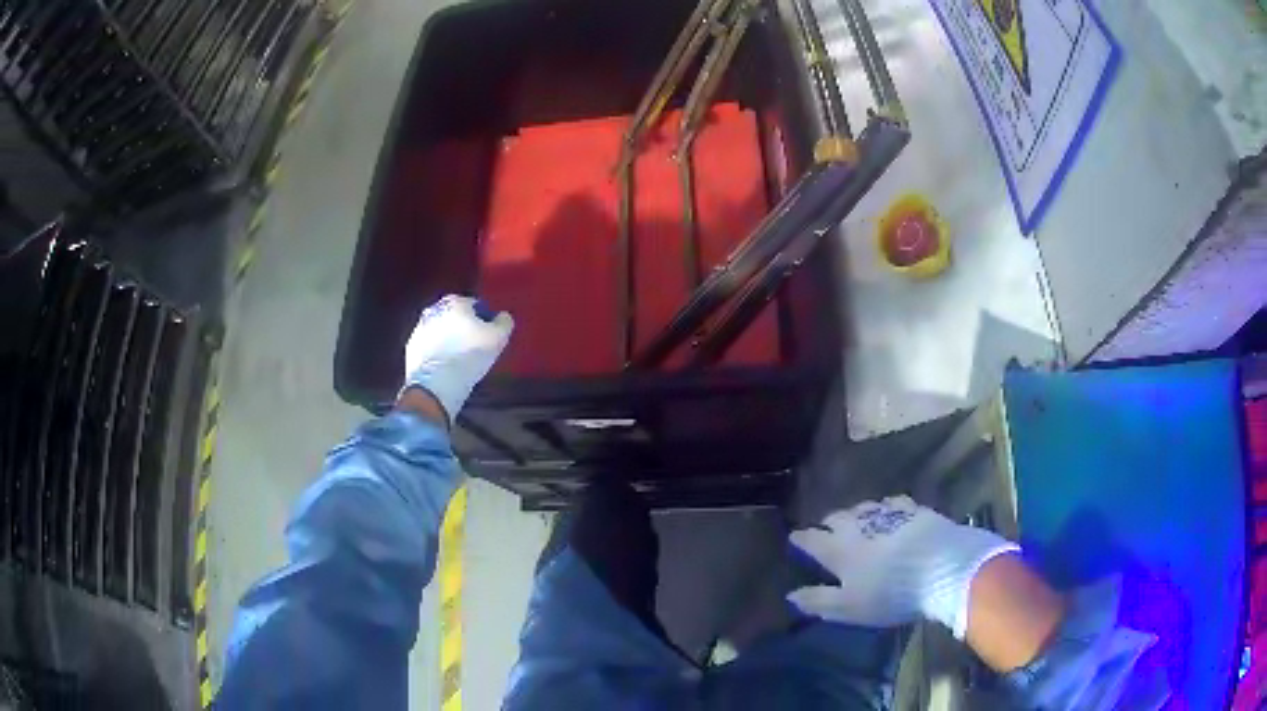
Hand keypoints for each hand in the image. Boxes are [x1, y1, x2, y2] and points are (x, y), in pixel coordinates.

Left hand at [401, 295, 512, 423]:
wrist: (437, 383)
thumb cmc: (470, 355)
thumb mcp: (499, 338)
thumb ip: (504, 322)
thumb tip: (502, 316)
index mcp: (455, 302)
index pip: (475, 305)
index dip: (484, 320)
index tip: (488, 336)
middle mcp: (434, 309)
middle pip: (455, 317)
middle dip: (463, 327)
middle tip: (474, 347)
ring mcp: (419, 328)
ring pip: (440, 331)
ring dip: (448, 340)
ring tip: (459, 360)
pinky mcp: (411, 347)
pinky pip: (429, 347)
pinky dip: (436, 353)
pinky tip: (445, 367)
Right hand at [788, 496, 1016, 638]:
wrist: (942, 568)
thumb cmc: (890, 594)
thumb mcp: (849, 608)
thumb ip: (819, 600)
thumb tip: (792, 594)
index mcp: (838, 549)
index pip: (811, 539)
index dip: (801, 539)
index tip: (795, 538)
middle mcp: (859, 525)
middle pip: (836, 517)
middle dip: (829, 523)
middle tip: (828, 530)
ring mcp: (888, 514)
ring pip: (863, 507)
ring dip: (856, 514)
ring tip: (858, 521)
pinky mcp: (914, 510)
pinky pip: (892, 504)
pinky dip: (885, 509)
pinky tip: (891, 514)